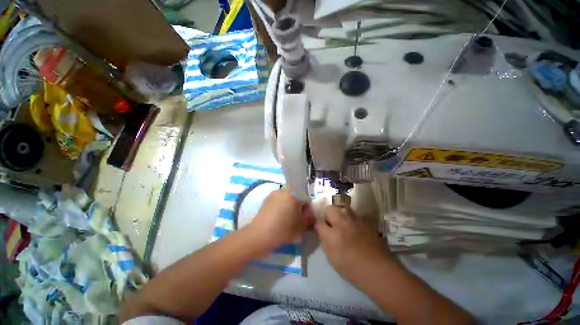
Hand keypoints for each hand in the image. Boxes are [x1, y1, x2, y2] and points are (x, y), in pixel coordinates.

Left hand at [249, 189, 313, 250]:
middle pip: (296, 197)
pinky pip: (279, 201)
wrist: (259, 236)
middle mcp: (283, 191)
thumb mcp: (301, 227)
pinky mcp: (267, 200)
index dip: (308, 209)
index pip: (306, 199)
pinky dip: (281, 207)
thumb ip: (309, 218)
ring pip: (287, 198)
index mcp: (293, 194)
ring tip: (288, 219)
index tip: (306, 218)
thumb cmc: (283, 231)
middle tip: (298, 218)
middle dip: (298, 206)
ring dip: (290, 206)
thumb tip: (310, 214)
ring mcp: (274, 195)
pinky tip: (280, 218)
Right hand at [315, 206, 392, 281]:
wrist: (379, 269)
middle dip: (328, 215)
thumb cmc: (352, 268)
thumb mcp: (332, 258)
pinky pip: (355, 214)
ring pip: (342, 208)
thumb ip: (325, 242)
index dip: (319, 225)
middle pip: (330, 209)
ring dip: (340, 214)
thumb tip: (322, 232)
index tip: (321, 229)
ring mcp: (355, 219)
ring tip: (343, 224)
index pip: (319, 222)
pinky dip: (353, 218)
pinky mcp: (366, 221)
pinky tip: (356, 227)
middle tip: (331, 225)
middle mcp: (343, 222)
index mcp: (332, 233)